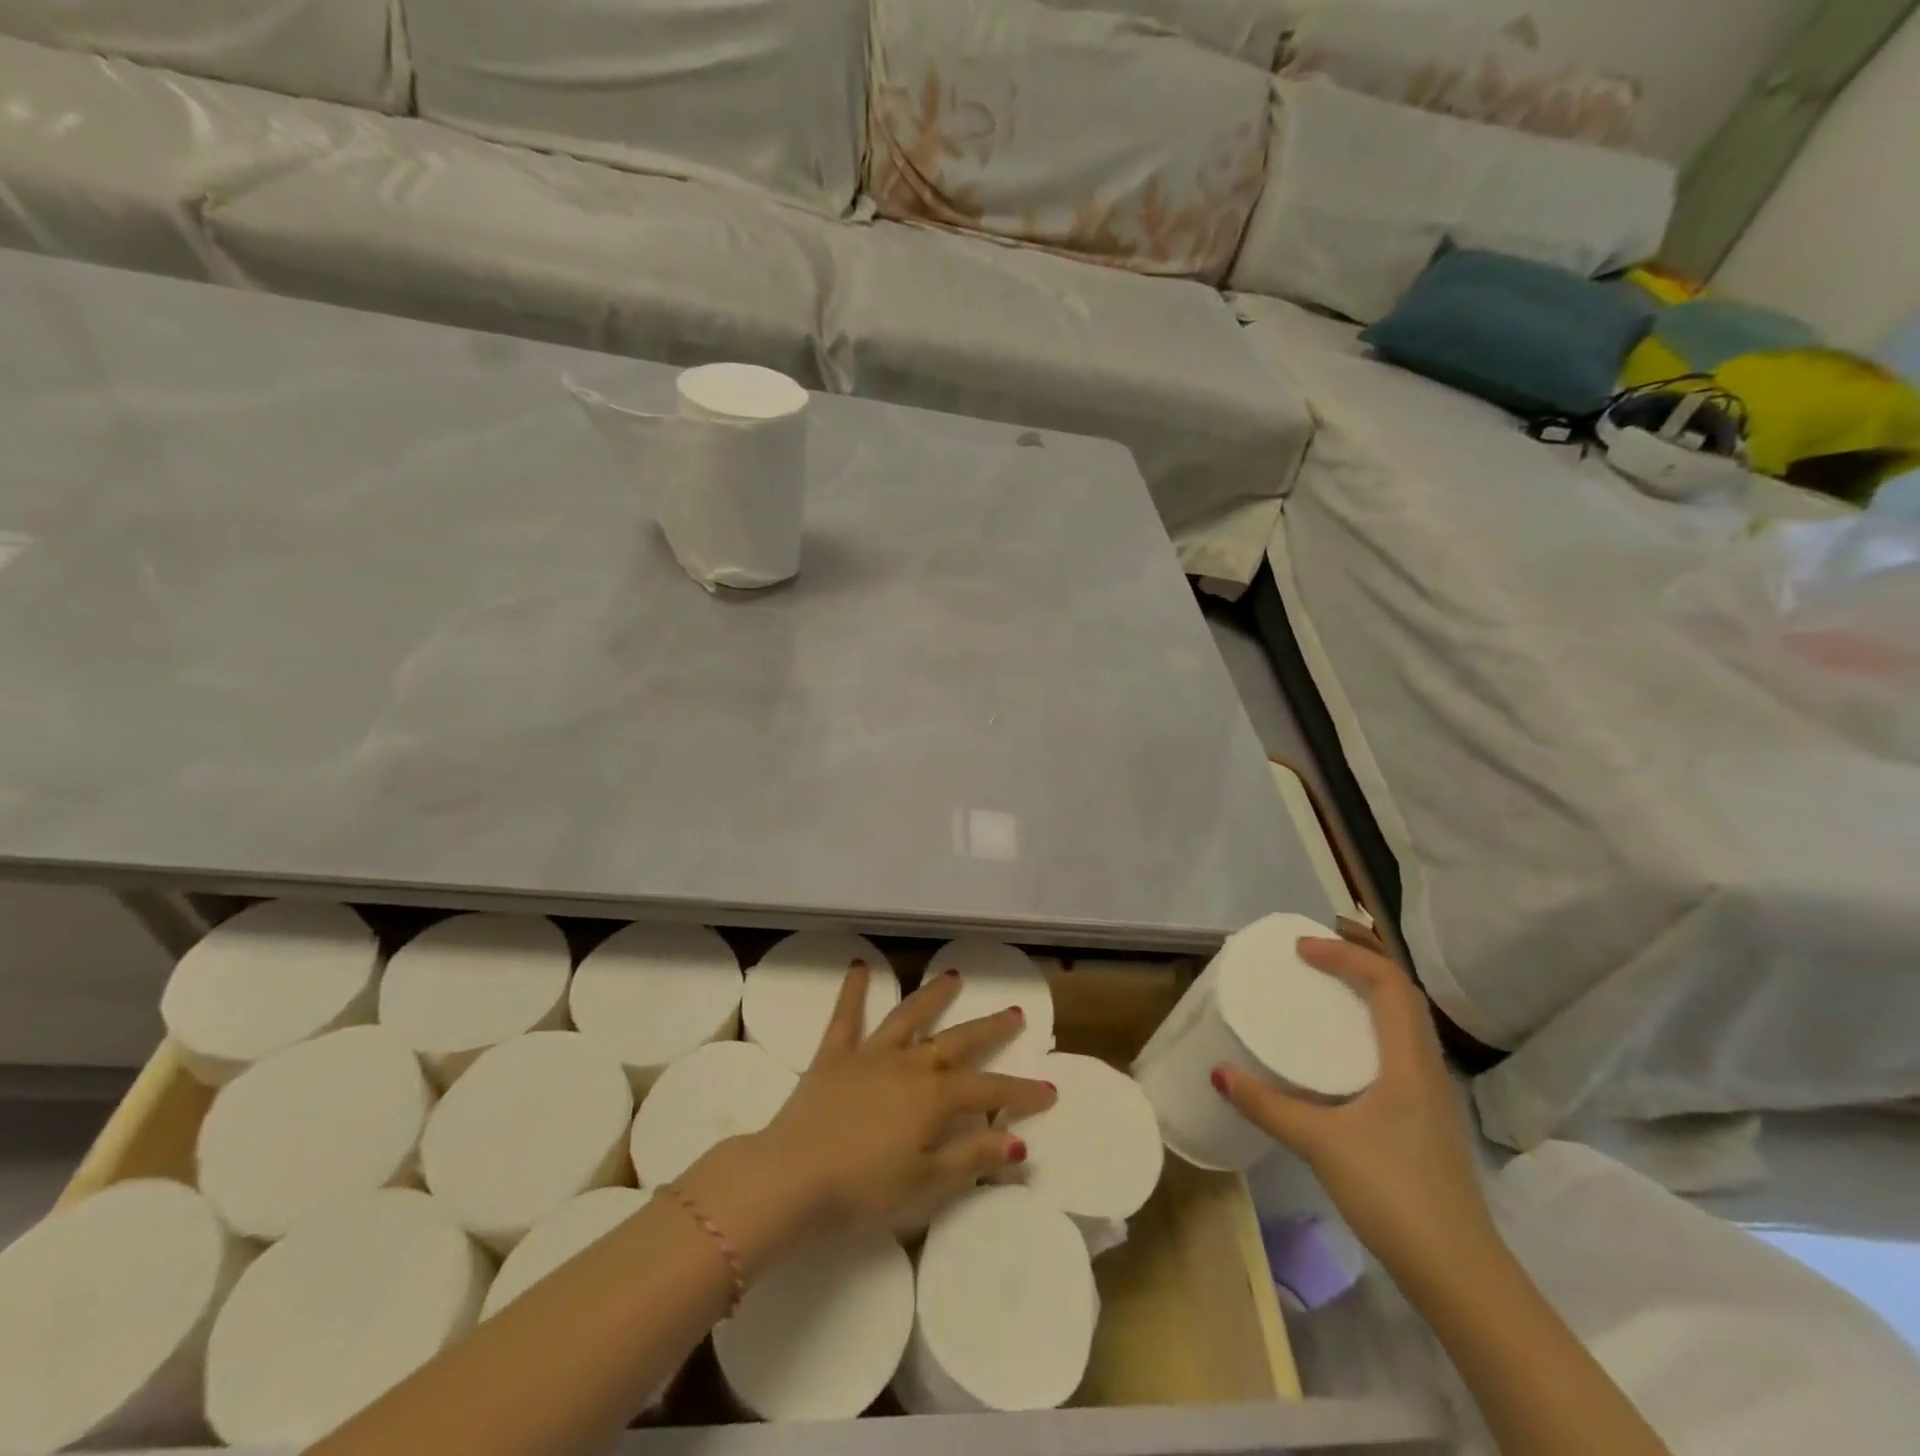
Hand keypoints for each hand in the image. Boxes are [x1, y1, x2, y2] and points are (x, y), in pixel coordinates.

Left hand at [747, 963, 1056, 1234]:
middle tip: (1014, 1012)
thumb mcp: (926, 1183)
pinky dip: (853, 990)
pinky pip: (846, 1016)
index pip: (989, 1090)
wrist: (791, 1178)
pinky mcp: (833, 1055)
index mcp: (934, 1098)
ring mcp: (870, 1055)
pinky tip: (859, 965)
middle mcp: (909, 1064)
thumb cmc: (863, 1189)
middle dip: (990, 1029)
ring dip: (933, 995)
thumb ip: (972, 1158)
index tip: (1048, 1090)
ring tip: (954, 976)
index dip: (1020, 1092)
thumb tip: (1018, 1143)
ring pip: (909, 1016)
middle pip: (958, 1041)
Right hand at [1213, 934, 1497, 1276]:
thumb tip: (1219, 1072)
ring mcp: (1431, 1092)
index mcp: (1410, 1061)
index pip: (1388, 983)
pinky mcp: (1424, 1115)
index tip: (1300, 948)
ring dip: (1371, 987)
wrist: (1460, 1272)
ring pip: (1406, 1019)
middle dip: (1363, 957)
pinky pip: (1399, 1045)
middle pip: (1403, 992)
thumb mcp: (1322, 1144)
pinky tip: (1343, 1044)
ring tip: (1328, 979)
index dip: (1347, 954)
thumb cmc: (1395, 1193)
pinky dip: (1372, 1021)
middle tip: (1318, 942)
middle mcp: (1426, 1065)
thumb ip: (1268, 1105)